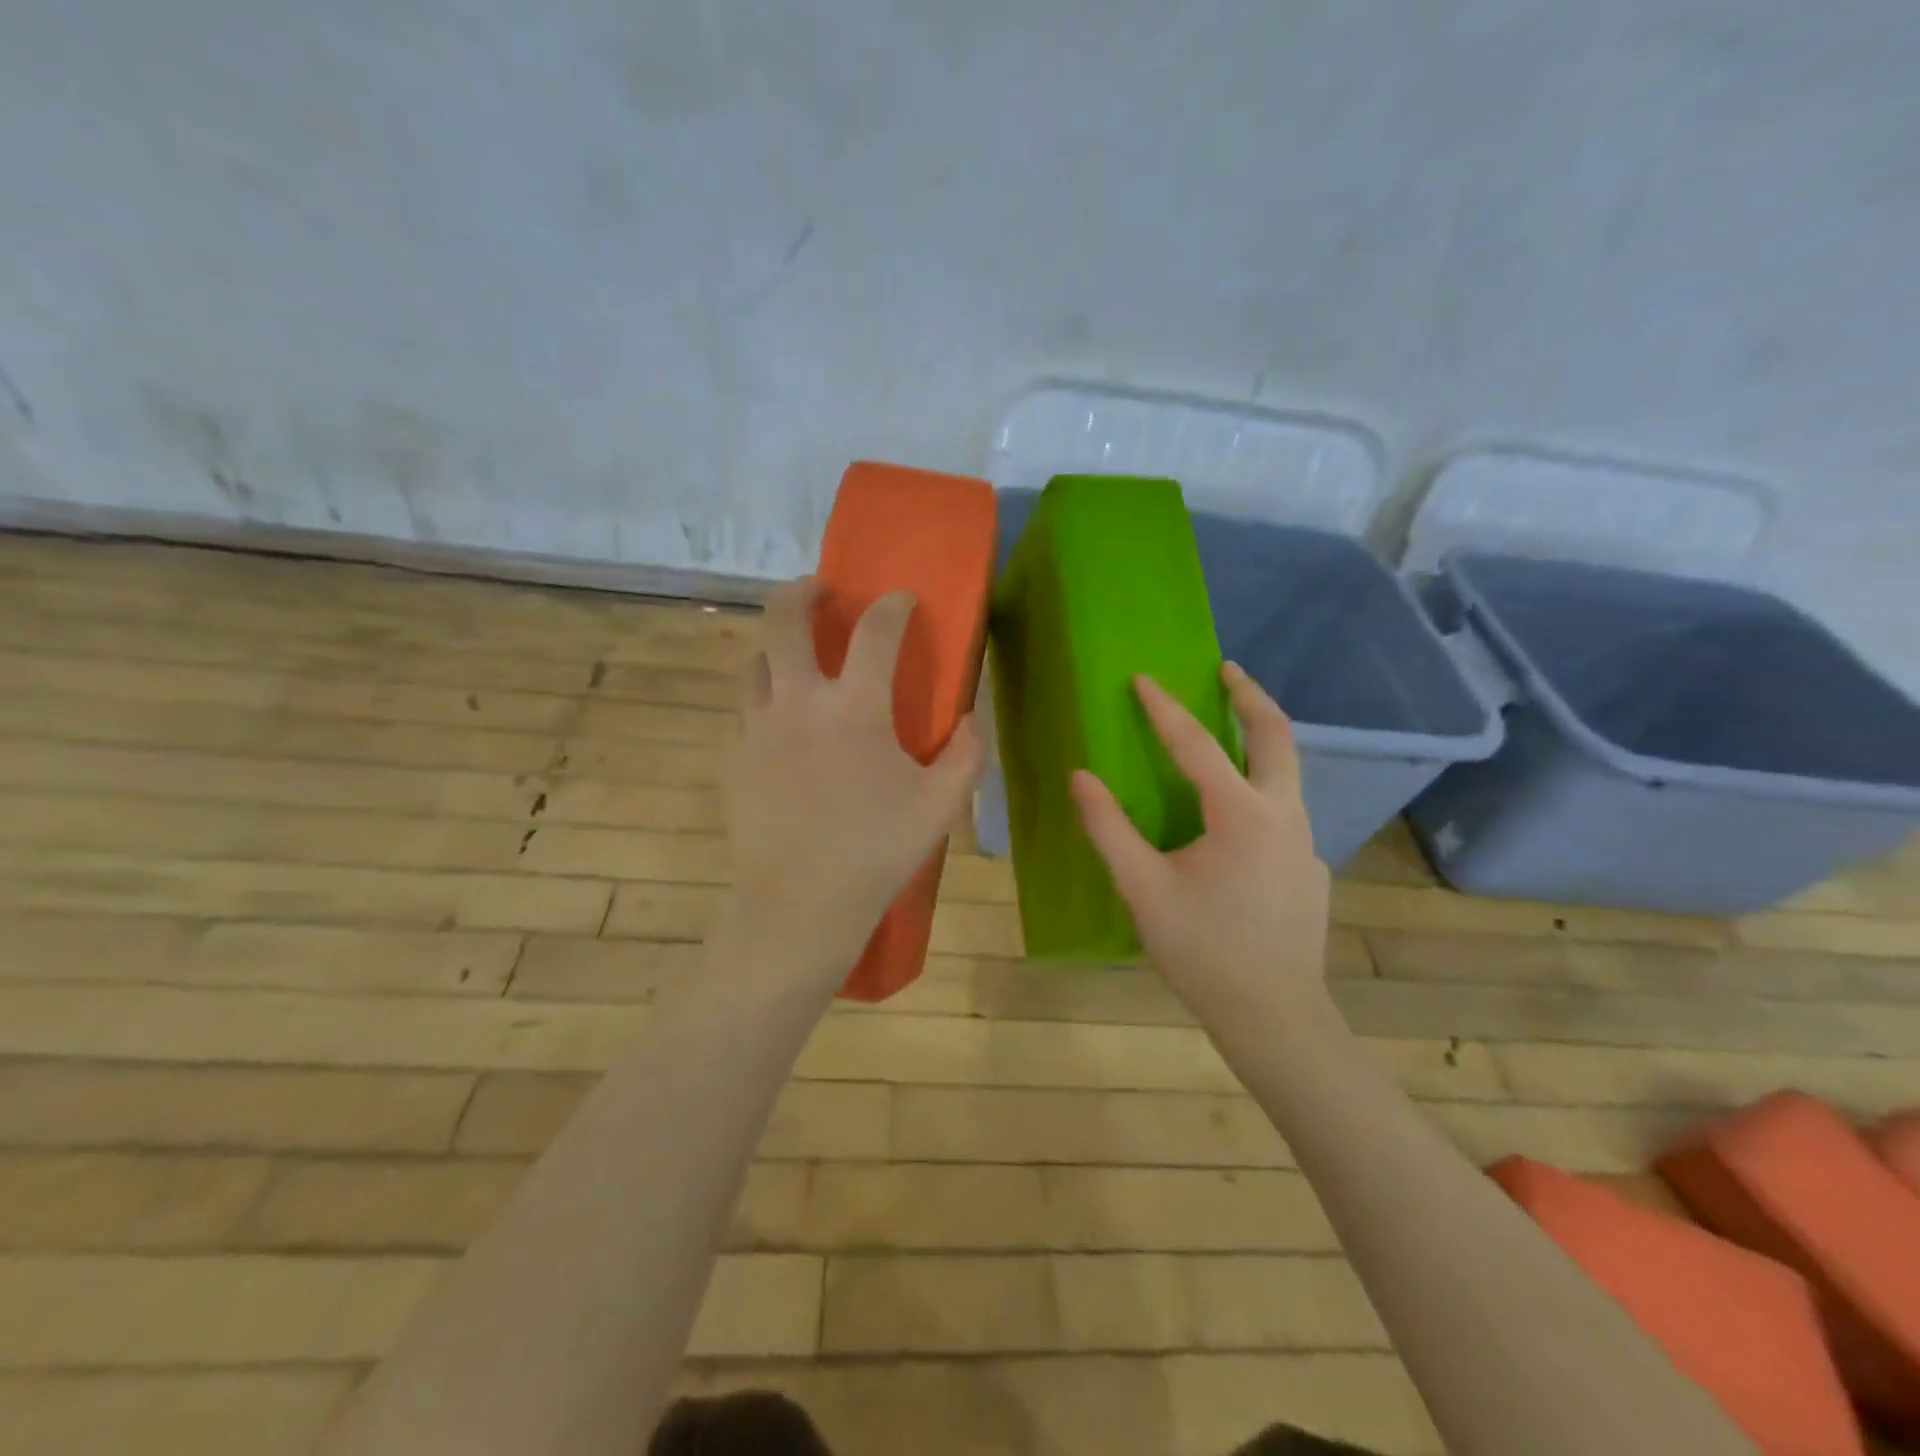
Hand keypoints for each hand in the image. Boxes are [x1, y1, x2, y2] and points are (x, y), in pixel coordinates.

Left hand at [722, 578, 984, 977]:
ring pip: (755, 659)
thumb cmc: (876, 854)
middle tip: (822, 591)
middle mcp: (797, 702)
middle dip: (804, 590)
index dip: (893, 605)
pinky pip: (744, 707)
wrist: (797, 908)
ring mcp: (755, 727)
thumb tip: (971, 718)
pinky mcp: (731, 755)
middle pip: (784, 616)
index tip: (902, 600)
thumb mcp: (940, 806)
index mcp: (855, 709)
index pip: (875, 630)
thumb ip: (967, 754)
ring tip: (798, 659)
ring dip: (778, 645)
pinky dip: (765, 697)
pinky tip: (781, 723)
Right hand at [1070, 663, 1333, 1033]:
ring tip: (1230, 728)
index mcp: (1241, 815)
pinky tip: (1235, 816)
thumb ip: (1109, 828)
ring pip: (1289, 772)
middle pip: (1276, 736)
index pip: (1198, 745)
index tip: (1143, 677)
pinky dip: (1262, 787)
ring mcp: (1305, 842)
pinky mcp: (1309, 867)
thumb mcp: (1143, 889)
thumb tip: (1080, 777)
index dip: (1165, 709)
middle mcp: (1284, 815)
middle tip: (1226, 669)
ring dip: (1260, 739)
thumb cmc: (1202, 951)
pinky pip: (1286, 809)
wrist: (1274, 1016)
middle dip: (1251, 696)